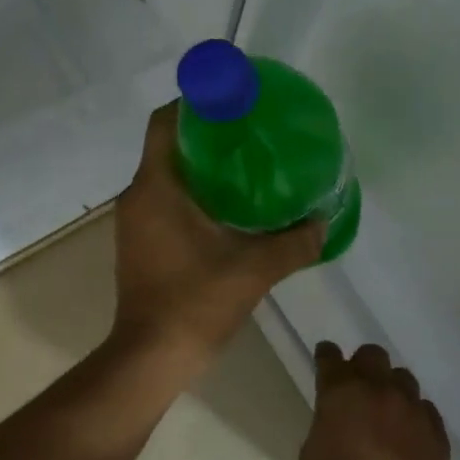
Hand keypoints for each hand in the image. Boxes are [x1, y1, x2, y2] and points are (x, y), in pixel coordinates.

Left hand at [111, 103, 323, 365]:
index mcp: (157, 187)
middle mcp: (138, 195)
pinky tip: (229, 207)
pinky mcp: (140, 241)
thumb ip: (293, 244)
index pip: (165, 123)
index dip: (194, 103)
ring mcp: (135, 220)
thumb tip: (324, 222)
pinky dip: (193, 192)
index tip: (231, 101)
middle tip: (252, 132)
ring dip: (202, 165)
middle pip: (169, 145)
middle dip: (208, 134)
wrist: (151, 358)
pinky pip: (165, 199)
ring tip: (247, 165)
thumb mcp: (253, 270)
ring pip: (168, 174)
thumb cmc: (195, 303)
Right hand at [299, 343, 450, 459]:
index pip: (330, 356)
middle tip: (359, 389)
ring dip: (392, 389)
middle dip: (363, 366)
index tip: (326, 362)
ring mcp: (413, 409)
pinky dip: (414, 416)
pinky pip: (425, 409)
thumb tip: (338, 416)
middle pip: (373, 355)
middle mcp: (379, 390)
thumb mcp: (313, 456)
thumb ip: (326, 422)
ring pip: (403, 379)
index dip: (327, 358)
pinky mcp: (438, 433)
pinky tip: (409, 437)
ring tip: (388, 414)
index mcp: (340, 393)